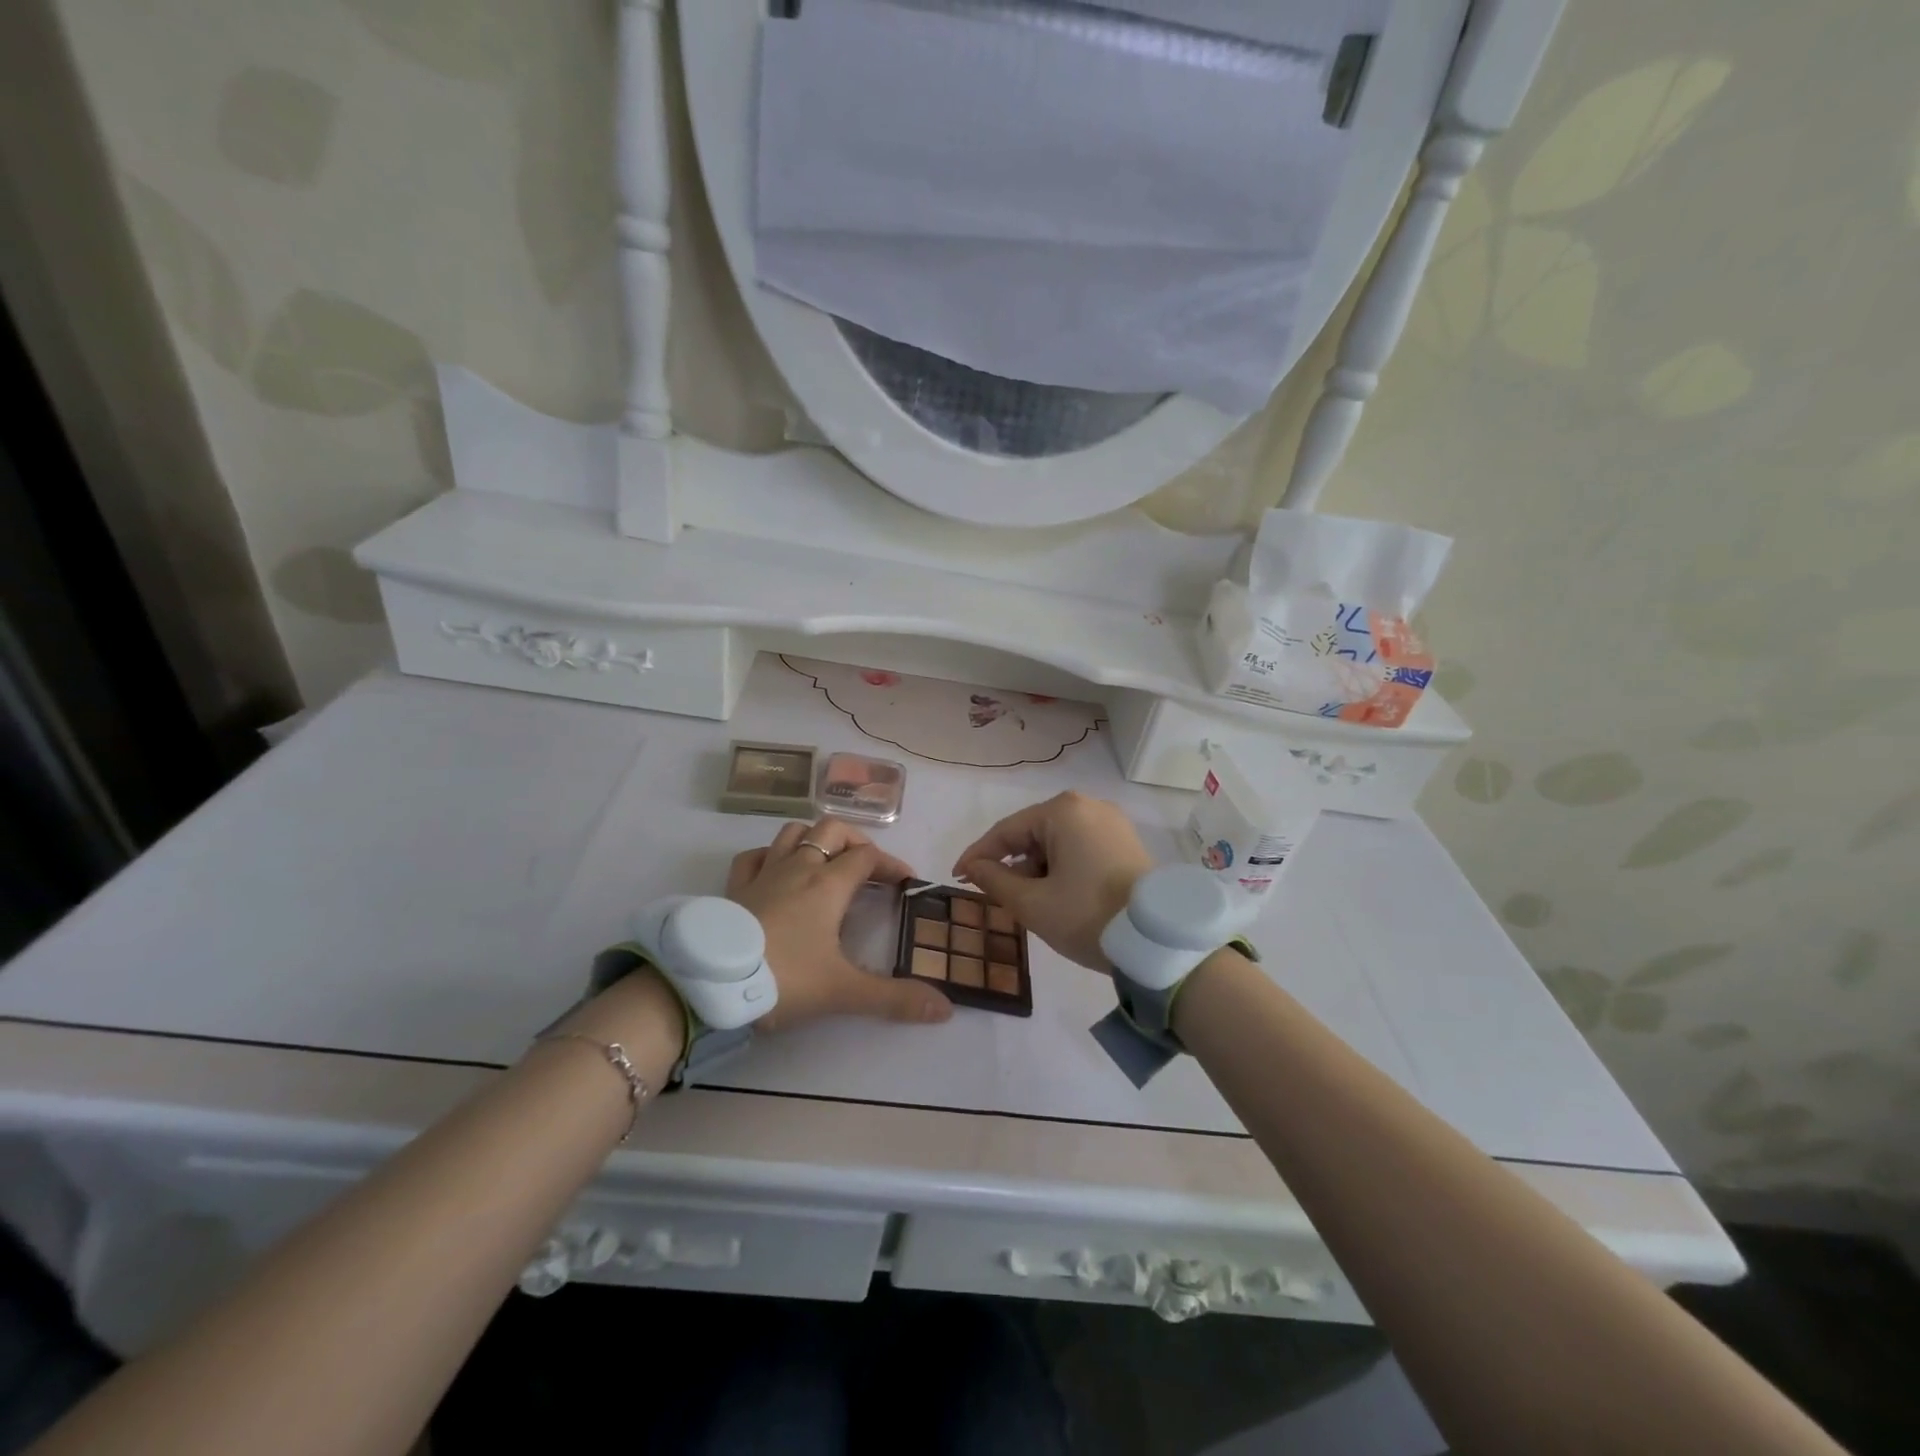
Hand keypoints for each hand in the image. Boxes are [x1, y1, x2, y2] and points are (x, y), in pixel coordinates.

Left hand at [727, 817, 952, 1029]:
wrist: (710, 983)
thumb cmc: (784, 978)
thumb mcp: (843, 991)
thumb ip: (894, 999)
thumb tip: (945, 1009)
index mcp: (828, 885)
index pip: (868, 857)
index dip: (891, 864)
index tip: (905, 883)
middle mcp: (798, 868)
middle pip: (832, 830)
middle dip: (856, 841)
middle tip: (868, 868)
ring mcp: (763, 873)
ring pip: (793, 833)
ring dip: (814, 840)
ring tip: (826, 862)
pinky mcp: (734, 887)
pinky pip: (754, 855)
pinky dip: (770, 855)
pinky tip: (776, 870)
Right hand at [952, 792, 1155, 971]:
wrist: (1158, 941)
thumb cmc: (1087, 915)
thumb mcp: (1032, 903)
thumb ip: (994, 881)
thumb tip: (972, 867)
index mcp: (1063, 811)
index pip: (1007, 831)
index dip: (978, 855)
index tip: (957, 877)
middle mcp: (1088, 806)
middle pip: (1034, 834)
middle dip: (1012, 865)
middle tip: (996, 897)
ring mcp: (1112, 824)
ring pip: (1058, 843)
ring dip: (1038, 871)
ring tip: (1030, 904)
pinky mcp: (1126, 843)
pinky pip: (1080, 849)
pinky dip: (1062, 870)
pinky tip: (1057, 897)